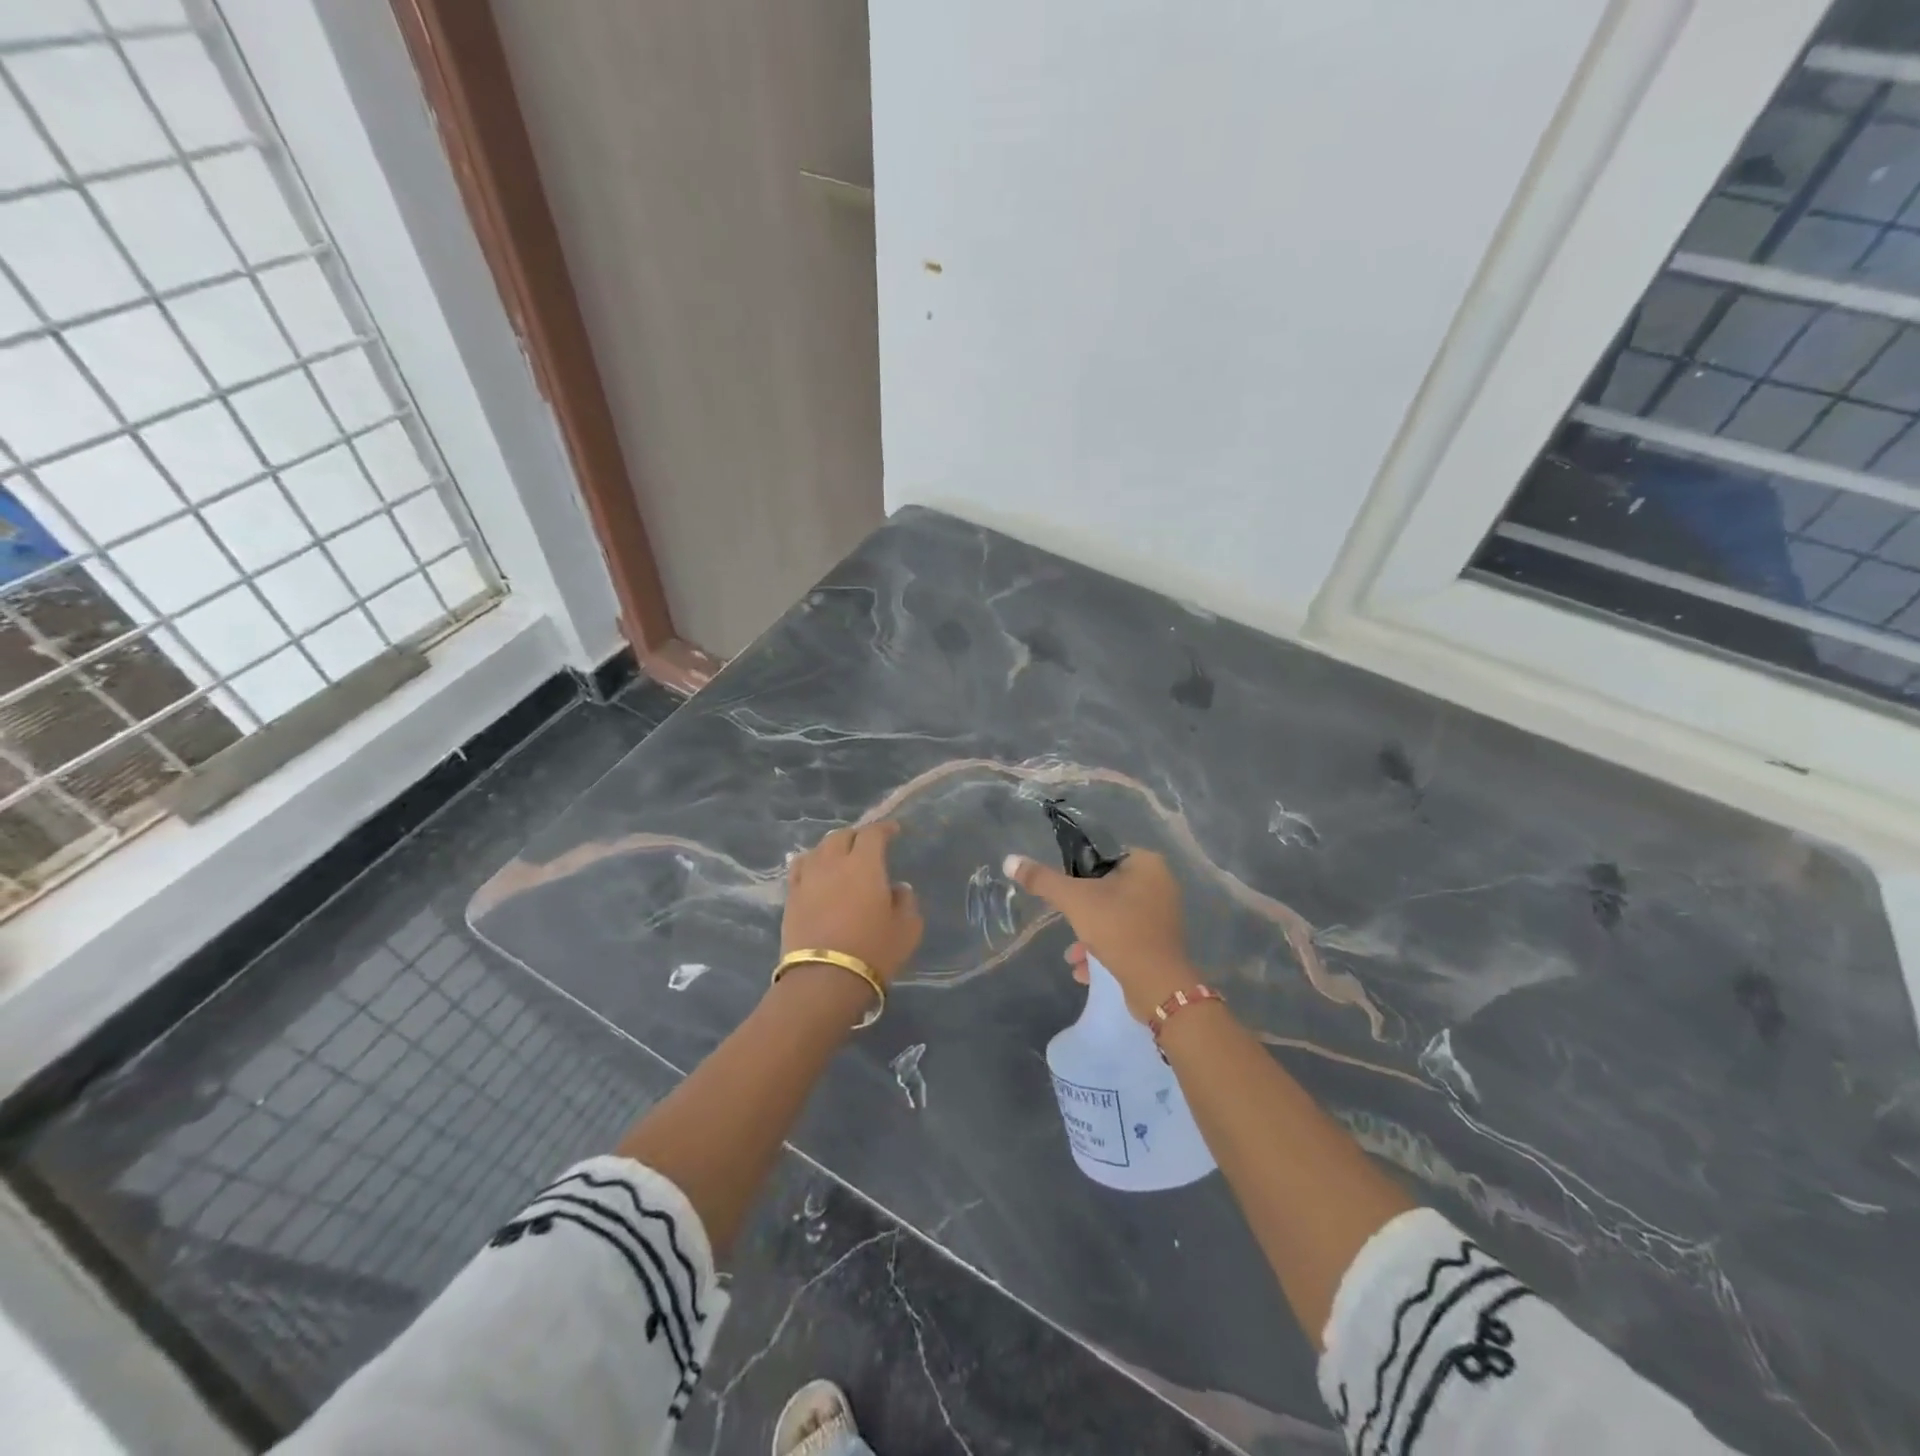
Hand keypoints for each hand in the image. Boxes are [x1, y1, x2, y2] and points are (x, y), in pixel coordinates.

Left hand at [782, 821, 922, 984]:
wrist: (823, 981)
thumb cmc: (873, 951)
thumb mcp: (907, 929)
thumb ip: (906, 902)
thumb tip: (898, 888)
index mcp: (864, 864)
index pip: (872, 833)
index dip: (884, 828)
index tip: (894, 831)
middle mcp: (833, 863)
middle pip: (841, 836)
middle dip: (856, 836)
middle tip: (867, 847)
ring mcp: (808, 879)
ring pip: (818, 849)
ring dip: (832, 848)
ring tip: (840, 858)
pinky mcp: (790, 898)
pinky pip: (800, 869)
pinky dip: (812, 864)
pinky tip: (816, 872)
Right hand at [1002, 848, 1196, 1019]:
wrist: (1157, 985)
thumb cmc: (1118, 929)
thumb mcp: (1075, 900)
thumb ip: (1042, 880)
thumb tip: (1010, 860)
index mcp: (1146, 863)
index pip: (1104, 854)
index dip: (1079, 869)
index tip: (1064, 889)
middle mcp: (1160, 884)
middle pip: (1107, 887)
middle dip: (1082, 909)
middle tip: (1067, 920)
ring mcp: (1162, 916)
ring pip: (1115, 916)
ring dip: (1090, 934)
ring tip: (1072, 954)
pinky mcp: (1160, 944)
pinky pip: (1126, 938)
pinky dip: (1105, 950)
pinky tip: (1084, 970)